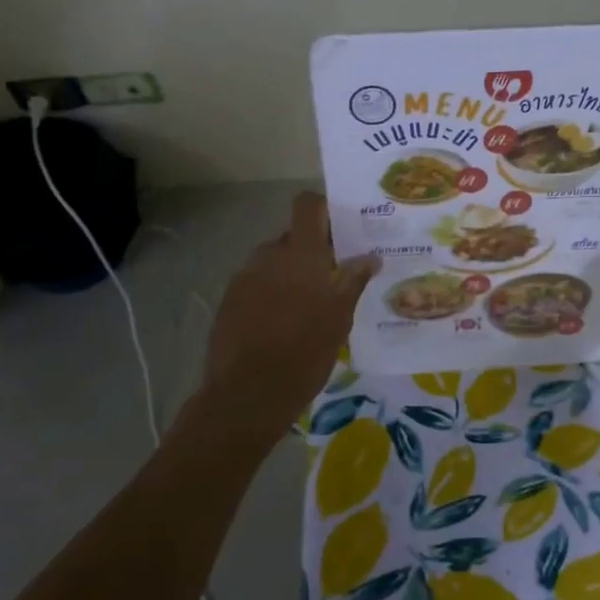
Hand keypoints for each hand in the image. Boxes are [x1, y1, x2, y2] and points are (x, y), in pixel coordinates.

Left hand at [201, 192, 379, 436]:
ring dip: (292, 273)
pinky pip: (257, 283)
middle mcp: (269, 256)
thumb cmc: (304, 352)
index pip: (307, 205)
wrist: (247, 394)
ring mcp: (244, 277)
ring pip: (274, 262)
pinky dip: (272, 293)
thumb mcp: (339, 318)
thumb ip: (353, 281)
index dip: (324, 210)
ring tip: (309, 306)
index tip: (343, 231)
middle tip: (334, 278)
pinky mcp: (229, 300)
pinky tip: (283, 324)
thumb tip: (370, 256)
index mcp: (300, 254)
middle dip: (313, 251)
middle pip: (294, 237)